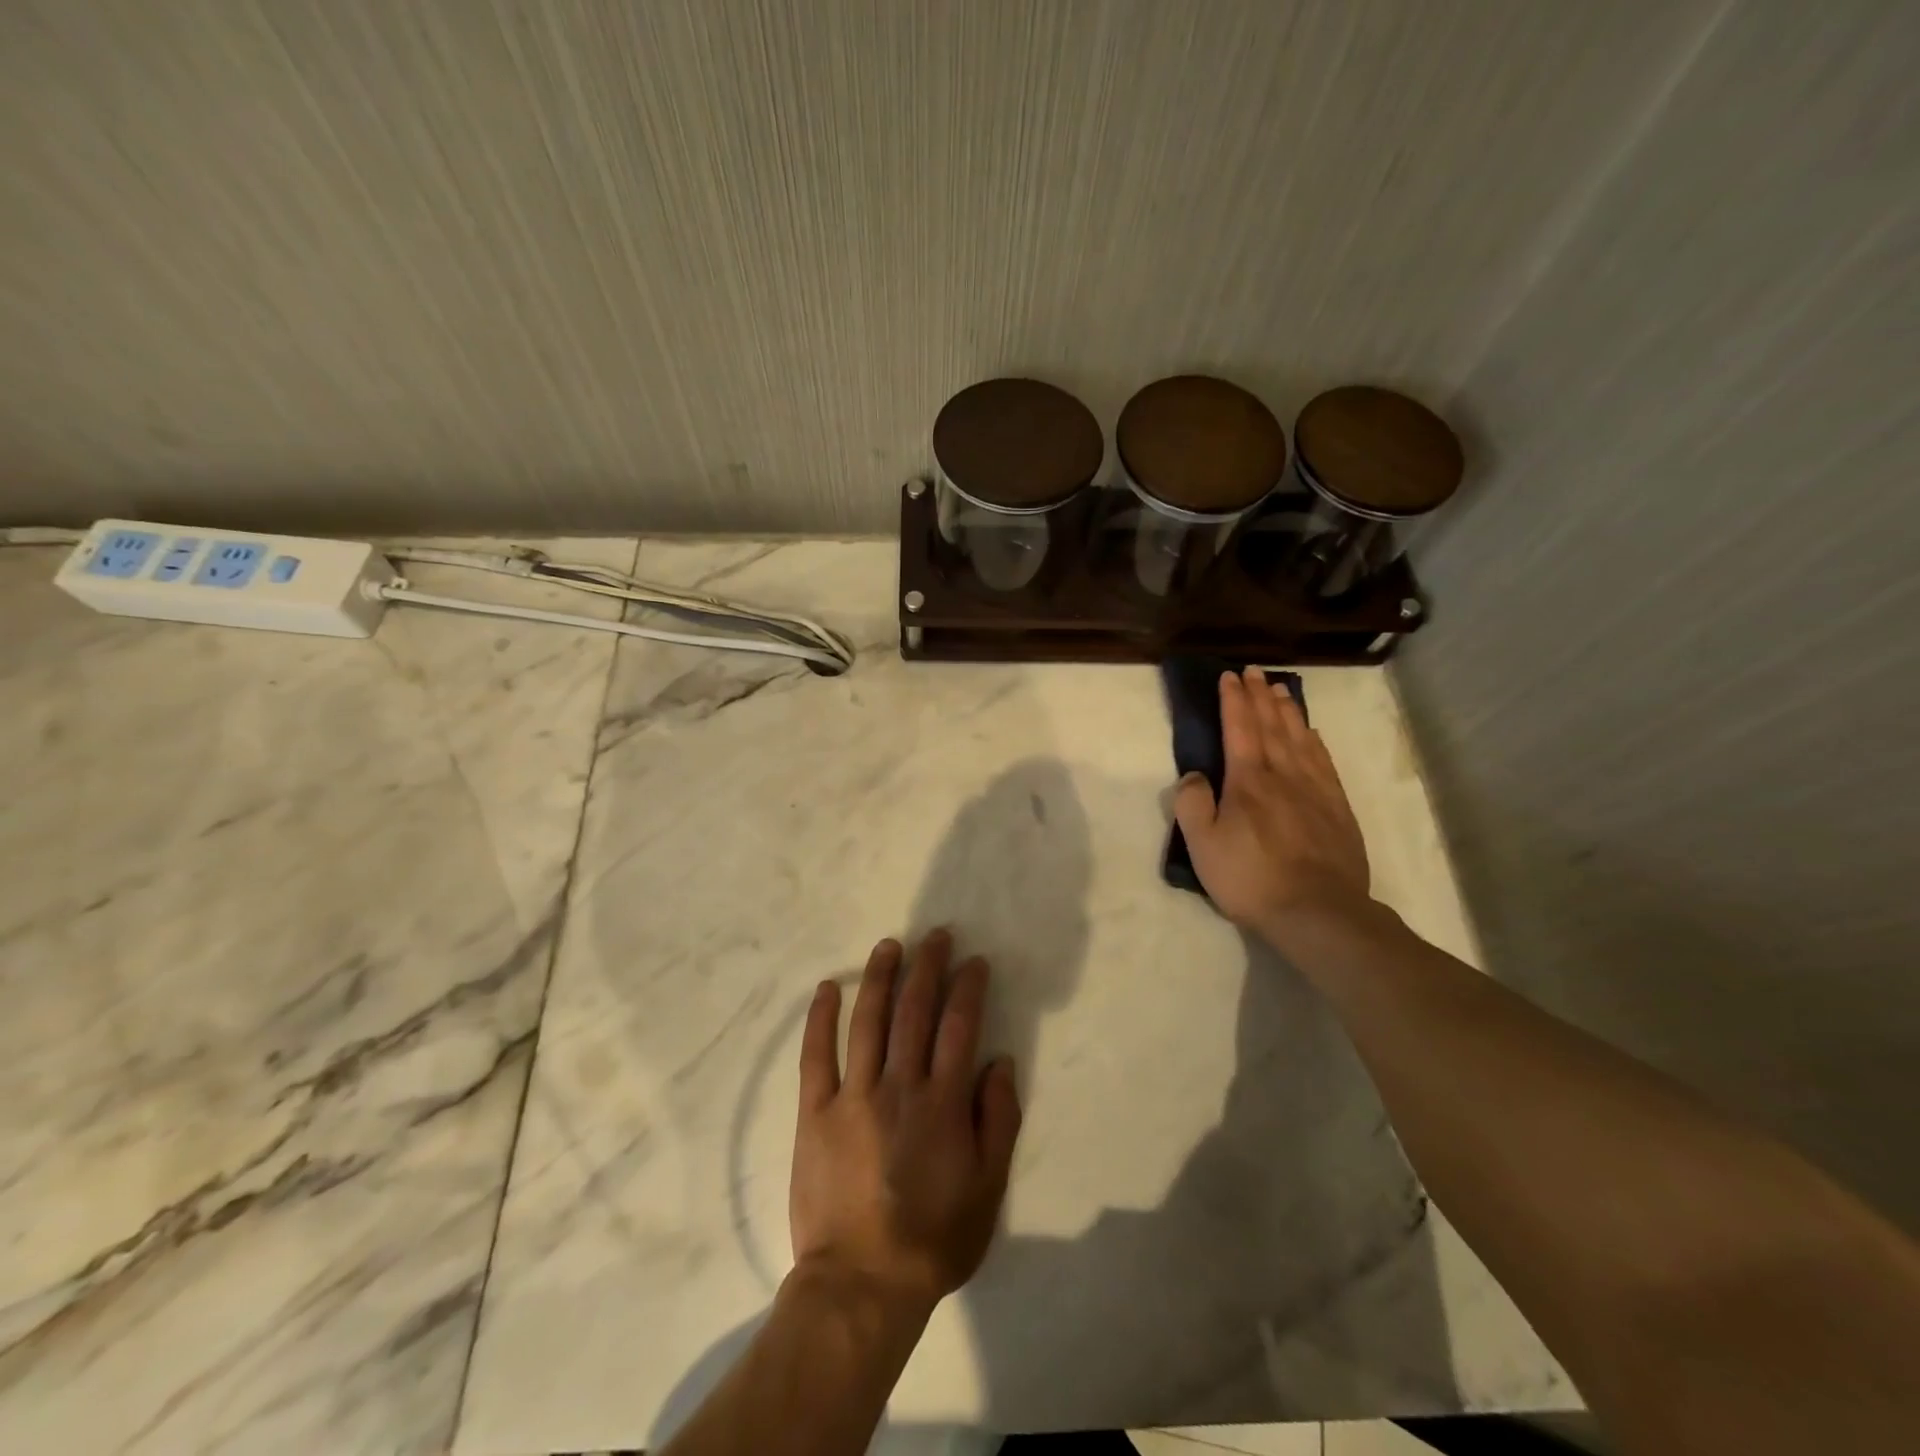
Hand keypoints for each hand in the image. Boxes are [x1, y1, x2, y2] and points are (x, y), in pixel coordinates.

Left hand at [790, 931, 1021, 1318]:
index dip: (968, 988)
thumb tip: (1000, 1062)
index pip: (960, 1027)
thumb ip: (998, 1120)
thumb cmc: (933, 1238)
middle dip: (927, 967)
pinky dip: (821, 1019)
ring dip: (879, 977)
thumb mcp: (988, 1188)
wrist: (862, 1284)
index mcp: (943, 1102)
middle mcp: (900, 1086)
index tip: (973, 961)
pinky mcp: (816, 1112)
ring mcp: (853, 1095)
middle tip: (935, 936)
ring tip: (889, 945)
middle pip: (915, 1011)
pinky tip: (827, 989)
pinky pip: (816, 1055)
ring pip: (868, 1021)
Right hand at [1174, 668, 1371, 942]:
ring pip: (1300, 739)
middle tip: (1255, 671)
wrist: (1318, 912)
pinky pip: (1324, 762)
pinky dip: (1315, 741)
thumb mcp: (1203, 846)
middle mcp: (1283, 775)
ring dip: (1288, 711)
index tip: (1230, 676)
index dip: (1234, 700)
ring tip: (1281, 690)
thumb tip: (1194, 775)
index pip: (1239, 729)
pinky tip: (1312, 734)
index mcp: (1248, 781)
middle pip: (1272, 726)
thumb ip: (1192, 804)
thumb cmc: (1251, 878)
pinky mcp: (1338, 809)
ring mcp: (1316, 790)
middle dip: (1260, 696)